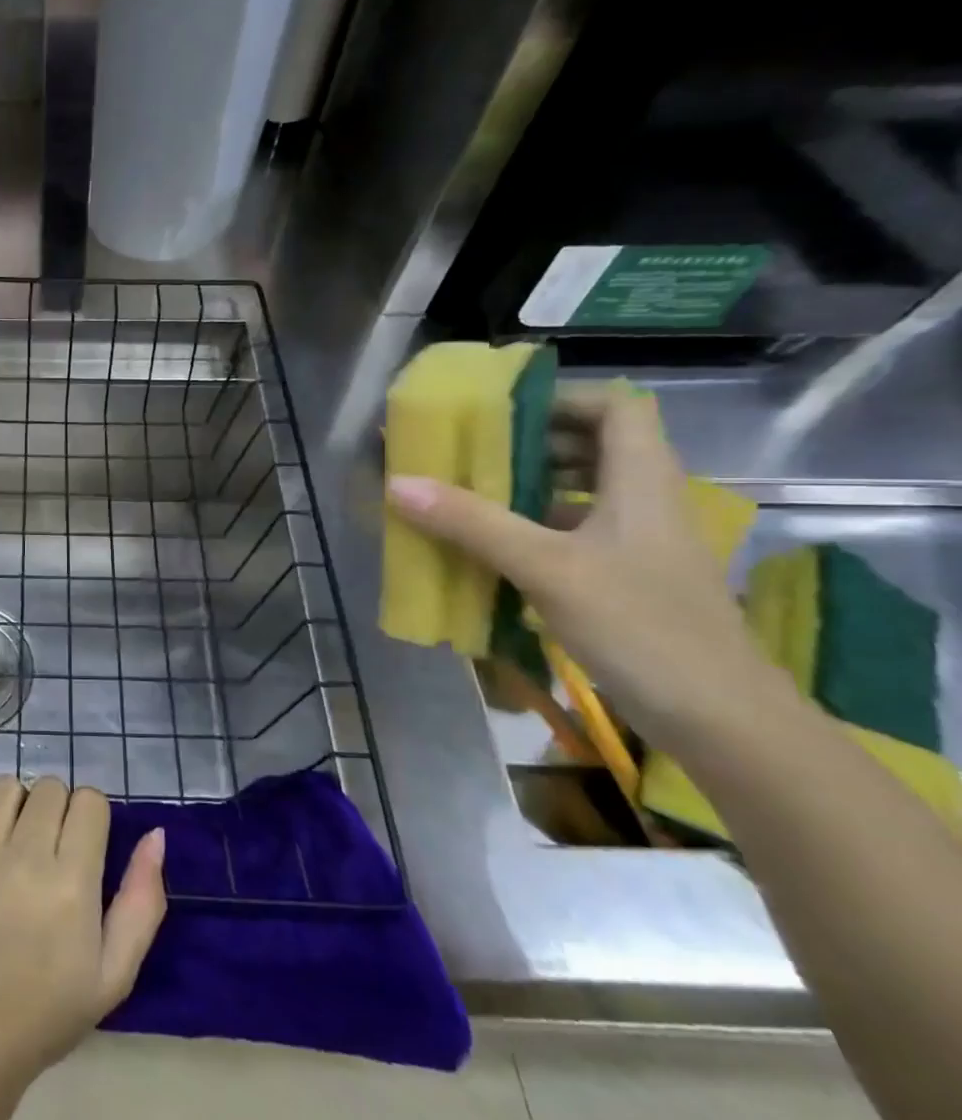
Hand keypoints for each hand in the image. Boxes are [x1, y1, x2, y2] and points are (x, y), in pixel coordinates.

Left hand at [0, 775, 165, 1093]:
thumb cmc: (44, 1013)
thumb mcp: (113, 974)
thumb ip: (142, 901)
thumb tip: (155, 834)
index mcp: (71, 885)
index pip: (90, 801)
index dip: (89, 818)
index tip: (78, 846)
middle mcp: (22, 860)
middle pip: (49, 787)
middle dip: (53, 811)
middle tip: (41, 850)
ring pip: (3, 787)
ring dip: (11, 808)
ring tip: (4, 845)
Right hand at [386, 385, 793, 751]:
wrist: (720, 720)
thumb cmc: (641, 626)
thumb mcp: (547, 568)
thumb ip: (473, 523)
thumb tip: (399, 482)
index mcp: (642, 481)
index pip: (615, 407)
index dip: (560, 399)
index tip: (500, 412)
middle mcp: (646, 502)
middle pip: (594, 447)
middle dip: (530, 444)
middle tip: (469, 454)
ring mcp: (639, 545)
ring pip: (582, 494)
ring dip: (528, 489)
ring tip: (469, 497)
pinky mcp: (629, 581)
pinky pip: (575, 536)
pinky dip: (533, 531)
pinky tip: (492, 551)